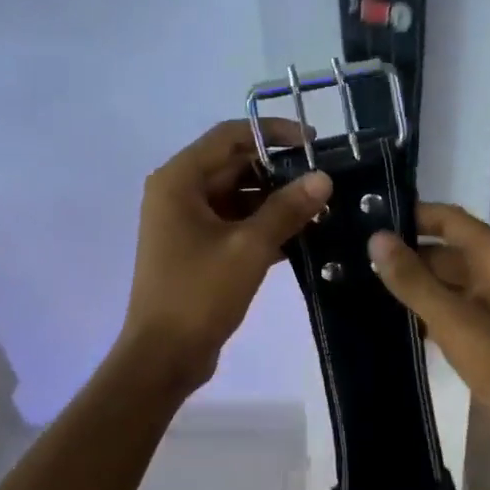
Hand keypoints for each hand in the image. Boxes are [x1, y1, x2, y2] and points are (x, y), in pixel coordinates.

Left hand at [117, 120, 332, 394]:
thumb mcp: (248, 248)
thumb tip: (323, 179)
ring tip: (321, 208)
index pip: (230, 136)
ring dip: (275, 201)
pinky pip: (235, 224)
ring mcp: (187, 222)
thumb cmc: (199, 294)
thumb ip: (287, 209)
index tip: (315, 143)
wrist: (164, 355)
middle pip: (235, 164)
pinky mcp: (197, 249)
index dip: (274, 133)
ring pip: (238, 196)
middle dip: (279, 171)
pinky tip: (303, 236)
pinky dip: (264, 226)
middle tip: (325, 180)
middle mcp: (179, 193)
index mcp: (179, 180)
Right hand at [367, 204, 489, 439]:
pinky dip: (425, 312)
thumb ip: (412, 279)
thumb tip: (376, 239)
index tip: (367, 219)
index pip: (448, 219)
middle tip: (353, 260)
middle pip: (445, 251)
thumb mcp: (452, 318)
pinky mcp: (489, 333)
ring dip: (412, 286)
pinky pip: (451, 311)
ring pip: (446, 284)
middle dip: (404, 255)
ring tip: (360, 288)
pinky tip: (391, 323)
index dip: (411, 215)